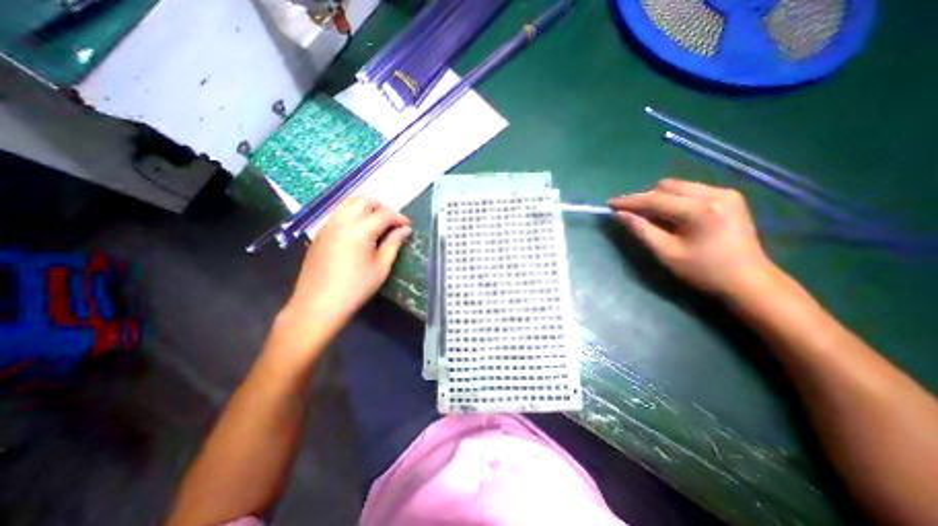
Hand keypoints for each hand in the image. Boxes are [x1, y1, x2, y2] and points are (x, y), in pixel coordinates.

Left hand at [279, 198, 409, 328]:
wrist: (318, 304)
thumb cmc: (355, 288)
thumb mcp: (381, 267)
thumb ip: (393, 244)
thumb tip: (405, 230)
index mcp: (360, 230)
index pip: (384, 214)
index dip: (400, 218)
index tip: (408, 227)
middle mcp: (342, 221)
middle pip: (364, 200)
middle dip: (382, 208)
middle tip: (391, 225)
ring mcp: (328, 225)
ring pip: (349, 203)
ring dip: (366, 209)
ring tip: (376, 226)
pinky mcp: (320, 233)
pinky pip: (339, 213)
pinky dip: (353, 215)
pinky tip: (359, 233)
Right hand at [608, 178, 778, 298]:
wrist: (748, 281)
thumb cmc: (703, 271)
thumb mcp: (666, 253)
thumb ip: (641, 230)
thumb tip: (619, 214)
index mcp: (699, 210)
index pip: (655, 199)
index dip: (629, 201)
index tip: (610, 204)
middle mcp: (714, 194)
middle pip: (666, 187)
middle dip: (644, 199)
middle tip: (630, 213)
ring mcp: (725, 193)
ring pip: (678, 186)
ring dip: (658, 198)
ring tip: (649, 215)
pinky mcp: (729, 197)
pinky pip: (690, 190)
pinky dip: (674, 199)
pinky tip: (670, 214)